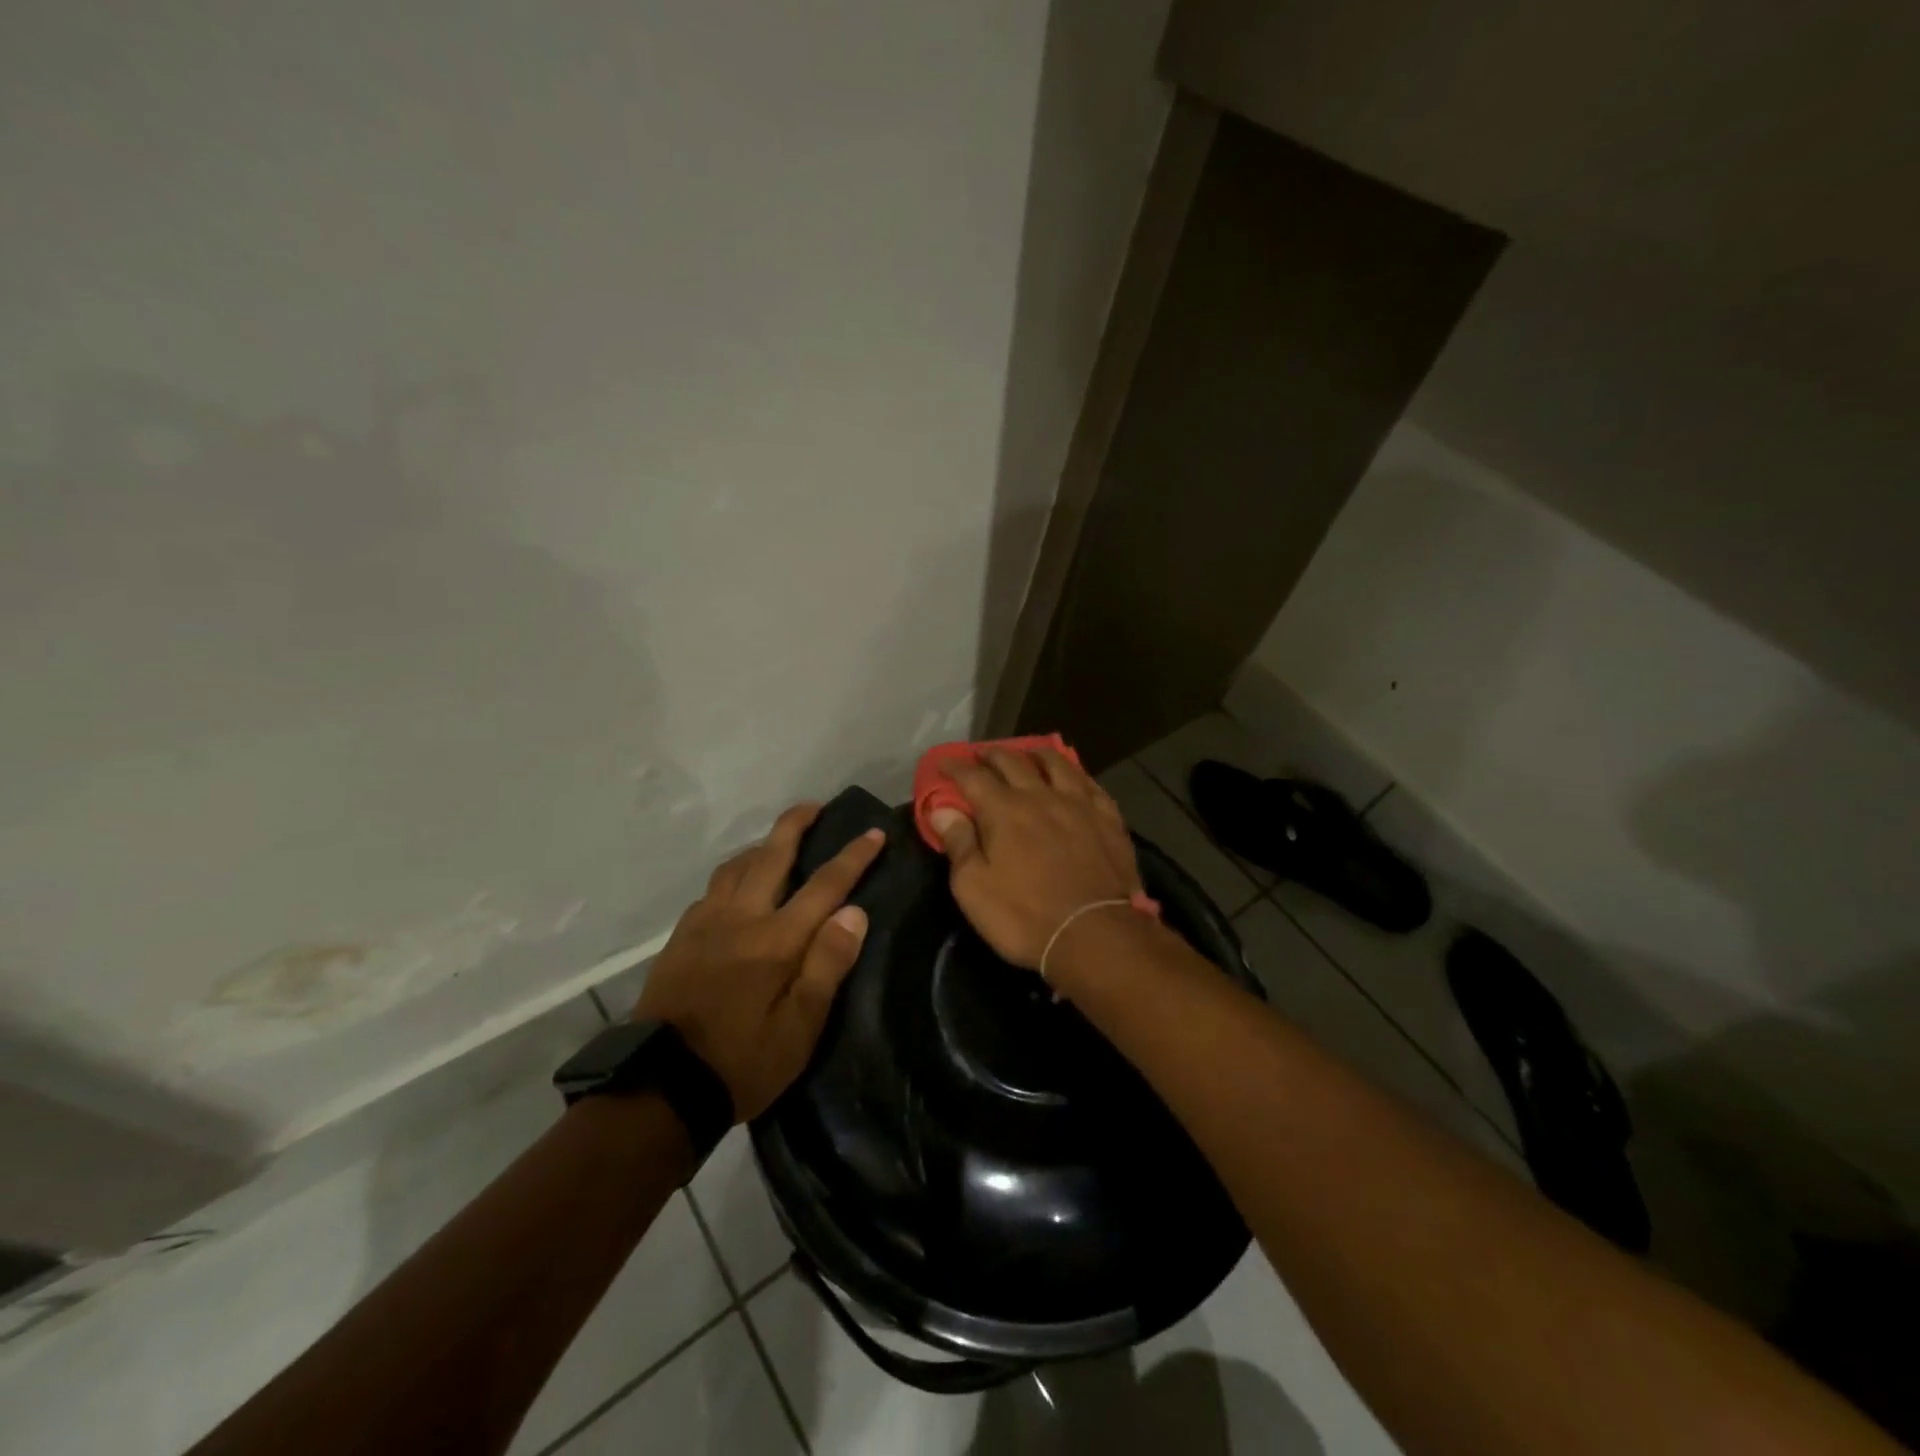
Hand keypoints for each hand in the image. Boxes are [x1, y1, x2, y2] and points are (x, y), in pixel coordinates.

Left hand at [635, 803, 883, 1121]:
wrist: (662, 1086)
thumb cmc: (742, 1061)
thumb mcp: (800, 1027)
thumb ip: (827, 963)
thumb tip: (853, 912)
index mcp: (777, 939)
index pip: (825, 885)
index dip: (853, 856)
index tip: (874, 832)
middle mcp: (741, 918)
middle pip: (771, 856)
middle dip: (795, 825)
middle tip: (813, 805)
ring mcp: (705, 924)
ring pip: (735, 867)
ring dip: (760, 846)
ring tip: (776, 843)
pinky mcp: (681, 938)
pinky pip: (711, 891)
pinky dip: (731, 876)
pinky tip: (735, 890)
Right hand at [929, 748, 1143, 970]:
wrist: (1095, 935)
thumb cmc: (1025, 916)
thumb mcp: (974, 888)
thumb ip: (958, 843)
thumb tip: (940, 809)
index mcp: (1003, 810)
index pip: (973, 776)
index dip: (955, 766)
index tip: (943, 762)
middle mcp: (1040, 796)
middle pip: (1013, 762)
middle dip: (992, 755)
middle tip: (980, 754)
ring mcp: (1079, 804)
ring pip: (1056, 764)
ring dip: (1035, 754)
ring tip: (1027, 753)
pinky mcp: (1108, 818)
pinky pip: (1089, 783)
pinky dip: (1075, 773)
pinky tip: (1073, 776)